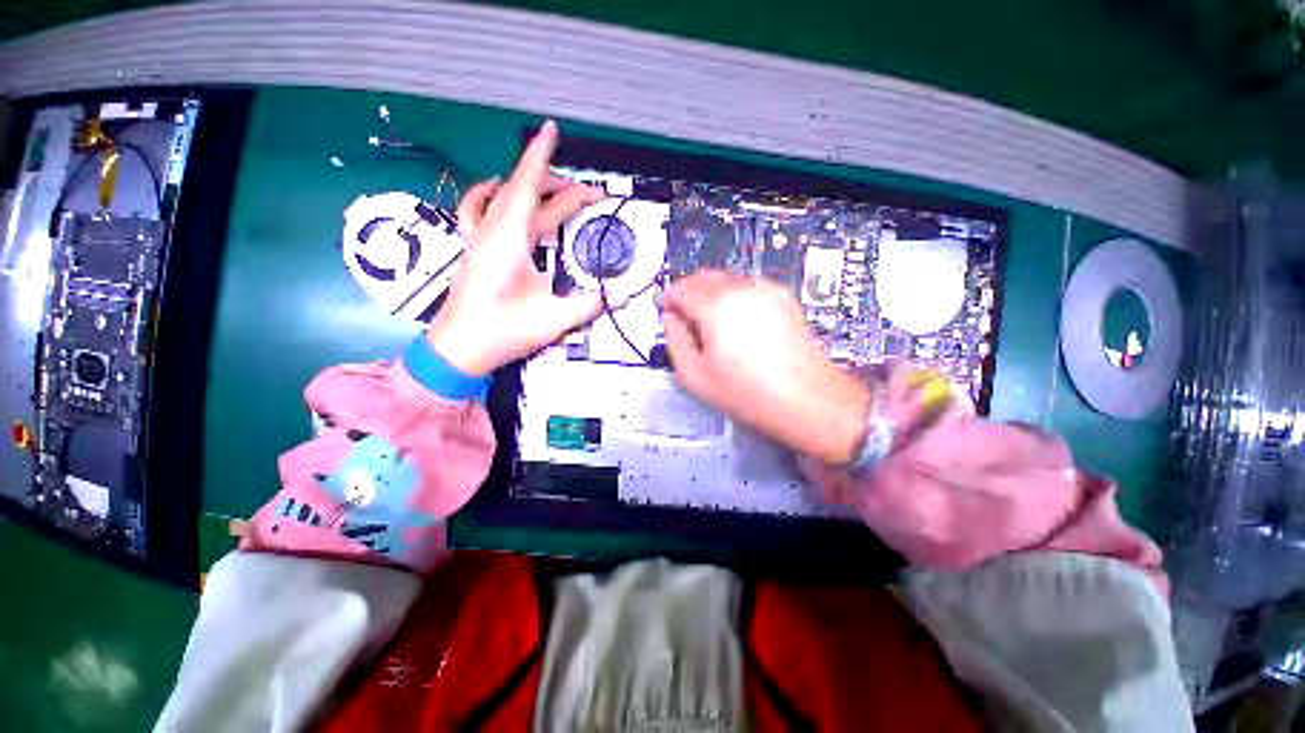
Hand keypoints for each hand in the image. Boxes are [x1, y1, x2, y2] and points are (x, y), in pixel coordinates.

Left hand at [428, 121, 605, 375]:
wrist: (459, 349)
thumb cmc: (503, 332)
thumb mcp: (554, 319)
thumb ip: (591, 303)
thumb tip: (620, 294)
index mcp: (510, 240)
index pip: (528, 186)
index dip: (541, 156)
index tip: (552, 129)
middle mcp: (492, 231)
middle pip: (526, 192)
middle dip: (561, 188)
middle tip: (593, 196)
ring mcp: (479, 239)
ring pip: (507, 198)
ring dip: (533, 189)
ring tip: (558, 191)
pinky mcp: (474, 249)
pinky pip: (478, 210)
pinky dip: (491, 194)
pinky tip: (499, 192)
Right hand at [660, 270, 872, 464]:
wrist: (806, 399)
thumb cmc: (748, 392)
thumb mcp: (695, 375)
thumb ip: (674, 340)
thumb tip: (671, 318)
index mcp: (718, 305)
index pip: (682, 288)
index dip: (668, 299)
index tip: (665, 312)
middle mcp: (743, 288)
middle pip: (704, 277)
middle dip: (688, 293)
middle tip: (684, 319)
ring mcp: (767, 290)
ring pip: (726, 280)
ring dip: (711, 295)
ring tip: (712, 325)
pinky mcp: (783, 298)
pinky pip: (747, 288)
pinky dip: (733, 298)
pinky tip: (737, 324)